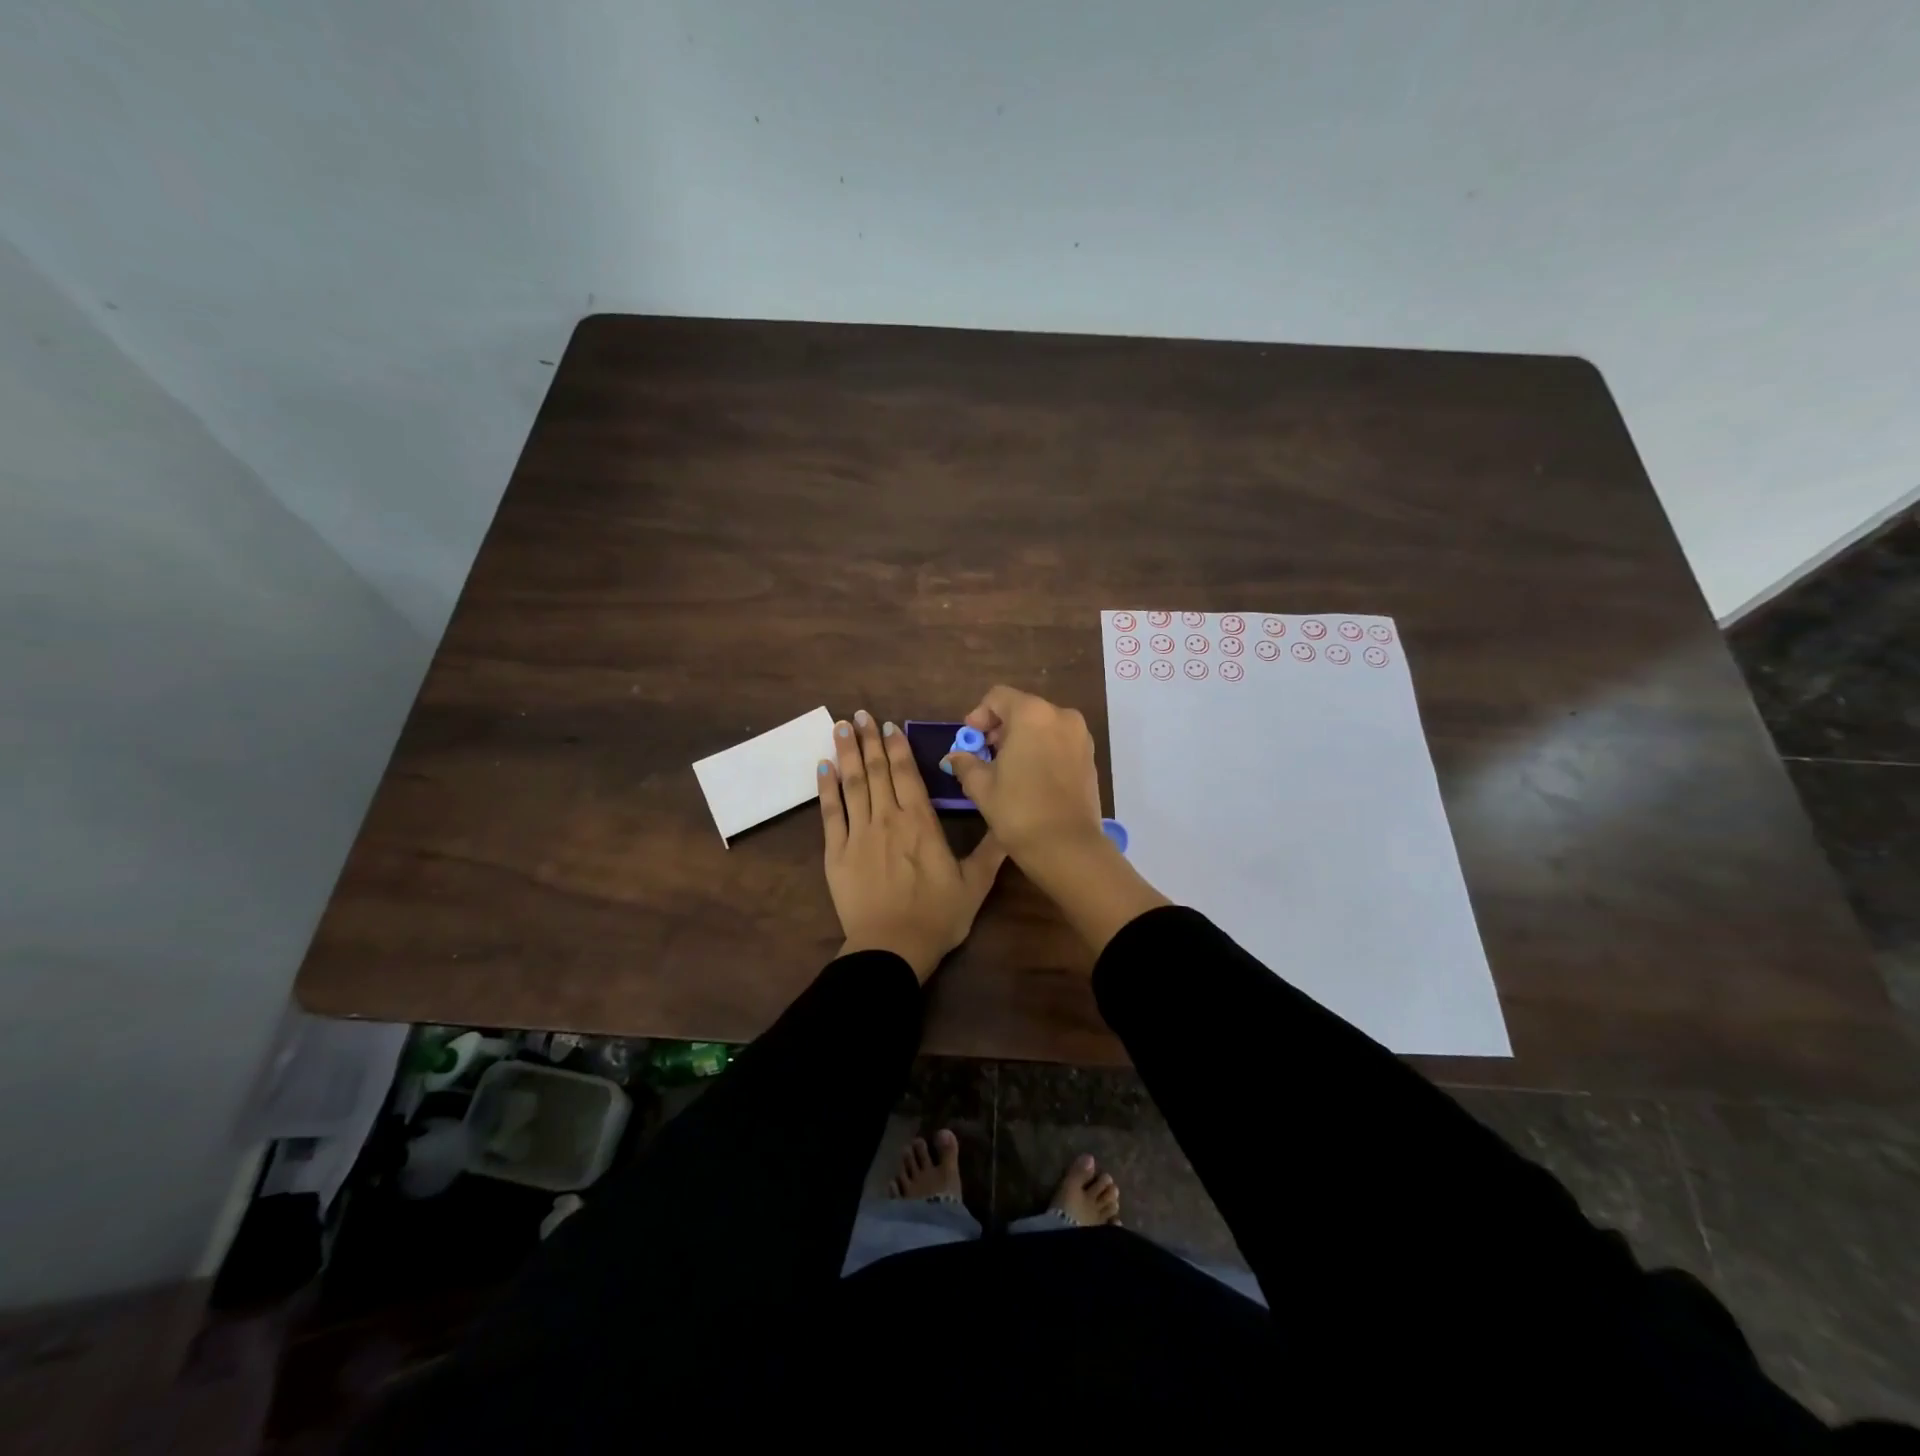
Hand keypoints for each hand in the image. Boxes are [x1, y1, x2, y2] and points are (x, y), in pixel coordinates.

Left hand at [820, 710, 1005, 980]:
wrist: (892, 948)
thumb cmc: (937, 916)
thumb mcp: (974, 885)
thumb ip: (992, 851)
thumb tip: (1011, 823)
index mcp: (920, 823)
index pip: (907, 774)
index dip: (898, 747)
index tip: (888, 724)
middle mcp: (887, 819)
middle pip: (877, 771)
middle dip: (868, 739)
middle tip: (859, 714)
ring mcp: (858, 834)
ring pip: (852, 784)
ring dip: (846, 753)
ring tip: (839, 727)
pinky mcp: (836, 853)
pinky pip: (830, 813)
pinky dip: (825, 788)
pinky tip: (822, 767)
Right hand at [943, 686, 1168, 955]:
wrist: (1067, 847)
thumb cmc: (1018, 810)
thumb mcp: (982, 786)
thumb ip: (966, 763)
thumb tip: (956, 755)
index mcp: (1032, 714)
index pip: (997, 697)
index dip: (979, 716)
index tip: (969, 740)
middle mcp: (1061, 716)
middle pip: (1022, 709)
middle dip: (1000, 728)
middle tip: (984, 756)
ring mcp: (1080, 736)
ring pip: (1042, 725)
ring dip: (1021, 739)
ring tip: (1006, 769)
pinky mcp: (1089, 757)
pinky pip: (1058, 741)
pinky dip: (1041, 750)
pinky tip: (1029, 778)